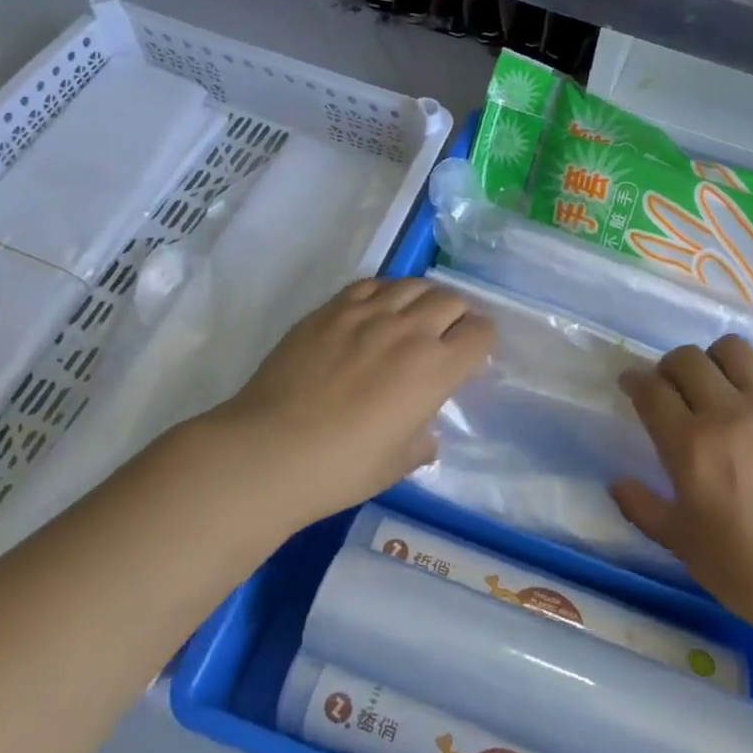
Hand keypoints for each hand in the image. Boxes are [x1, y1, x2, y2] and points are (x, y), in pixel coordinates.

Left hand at [198, 279, 494, 528]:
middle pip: (452, 300)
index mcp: (435, 369)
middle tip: (444, 337)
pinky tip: (375, 312)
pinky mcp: (330, 309)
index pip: (481, 332)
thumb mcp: (397, 465)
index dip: (483, 341)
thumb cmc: (341, 468)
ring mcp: (367, 313)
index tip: (471, 355)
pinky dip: (385, 292)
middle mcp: (409, 330)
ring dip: (424, 298)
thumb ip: (421, 443)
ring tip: (412, 318)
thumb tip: (425, 434)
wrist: (269, 451)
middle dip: (458, 316)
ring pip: (413, 284)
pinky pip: (371, 284)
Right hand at [611, 335, 752, 640]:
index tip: (632, 387)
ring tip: (719, 384)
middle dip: (669, 368)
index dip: (634, 381)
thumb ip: (642, 507)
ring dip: (715, 361)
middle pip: (687, 359)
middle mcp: (729, 413)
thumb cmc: (747, 569)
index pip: (651, 390)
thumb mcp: (681, 544)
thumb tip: (617, 481)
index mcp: (690, 446)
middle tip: (673, 389)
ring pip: (733, 349)